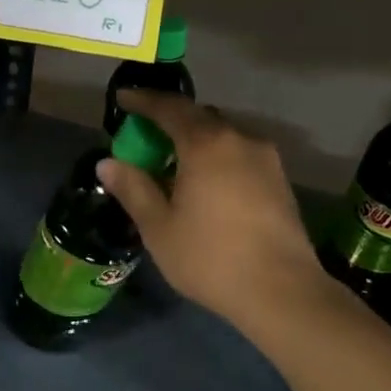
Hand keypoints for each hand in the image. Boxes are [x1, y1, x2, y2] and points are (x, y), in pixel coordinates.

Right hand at [97, 90, 327, 333]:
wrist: (282, 292)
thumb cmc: (211, 258)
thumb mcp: (159, 228)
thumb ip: (133, 189)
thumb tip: (107, 163)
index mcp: (206, 144)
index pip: (169, 108)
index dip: (143, 100)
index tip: (123, 98)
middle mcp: (240, 139)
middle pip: (199, 117)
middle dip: (170, 120)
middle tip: (146, 136)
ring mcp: (265, 158)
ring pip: (223, 135)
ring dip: (197, 140)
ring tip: (176, 164)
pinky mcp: (280, 180)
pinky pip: (240, 154)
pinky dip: (218, 157)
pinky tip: (208, 183)